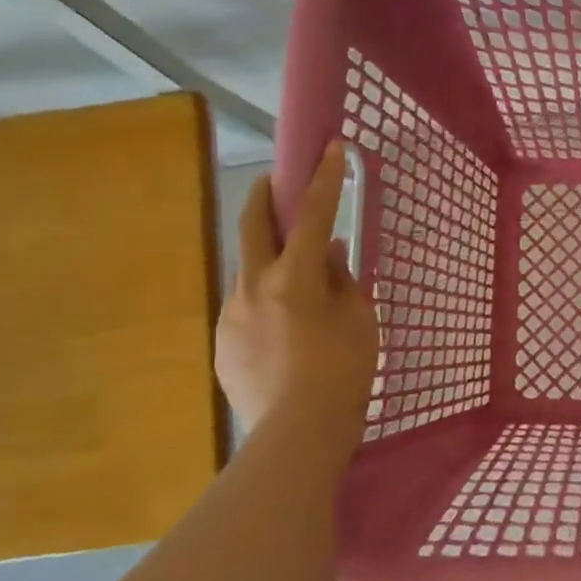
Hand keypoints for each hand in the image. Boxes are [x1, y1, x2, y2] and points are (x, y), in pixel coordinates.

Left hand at [216, 142, 379, 444]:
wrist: (296, 433)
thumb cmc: (342, 373)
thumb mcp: (358, 321)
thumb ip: (342, 280)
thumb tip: (330, 253)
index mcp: (294, 277)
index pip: (312, 215)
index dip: (323, 179)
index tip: (330, 147)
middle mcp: (254, 286)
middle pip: (253, 227)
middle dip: (263, 197)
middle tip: (271, 182)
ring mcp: (232, 315)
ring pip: (248, 271)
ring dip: (268, 259)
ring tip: (294, 278)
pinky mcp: (223, 343)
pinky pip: (246, 308)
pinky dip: (265, 301)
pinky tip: (284, 328)